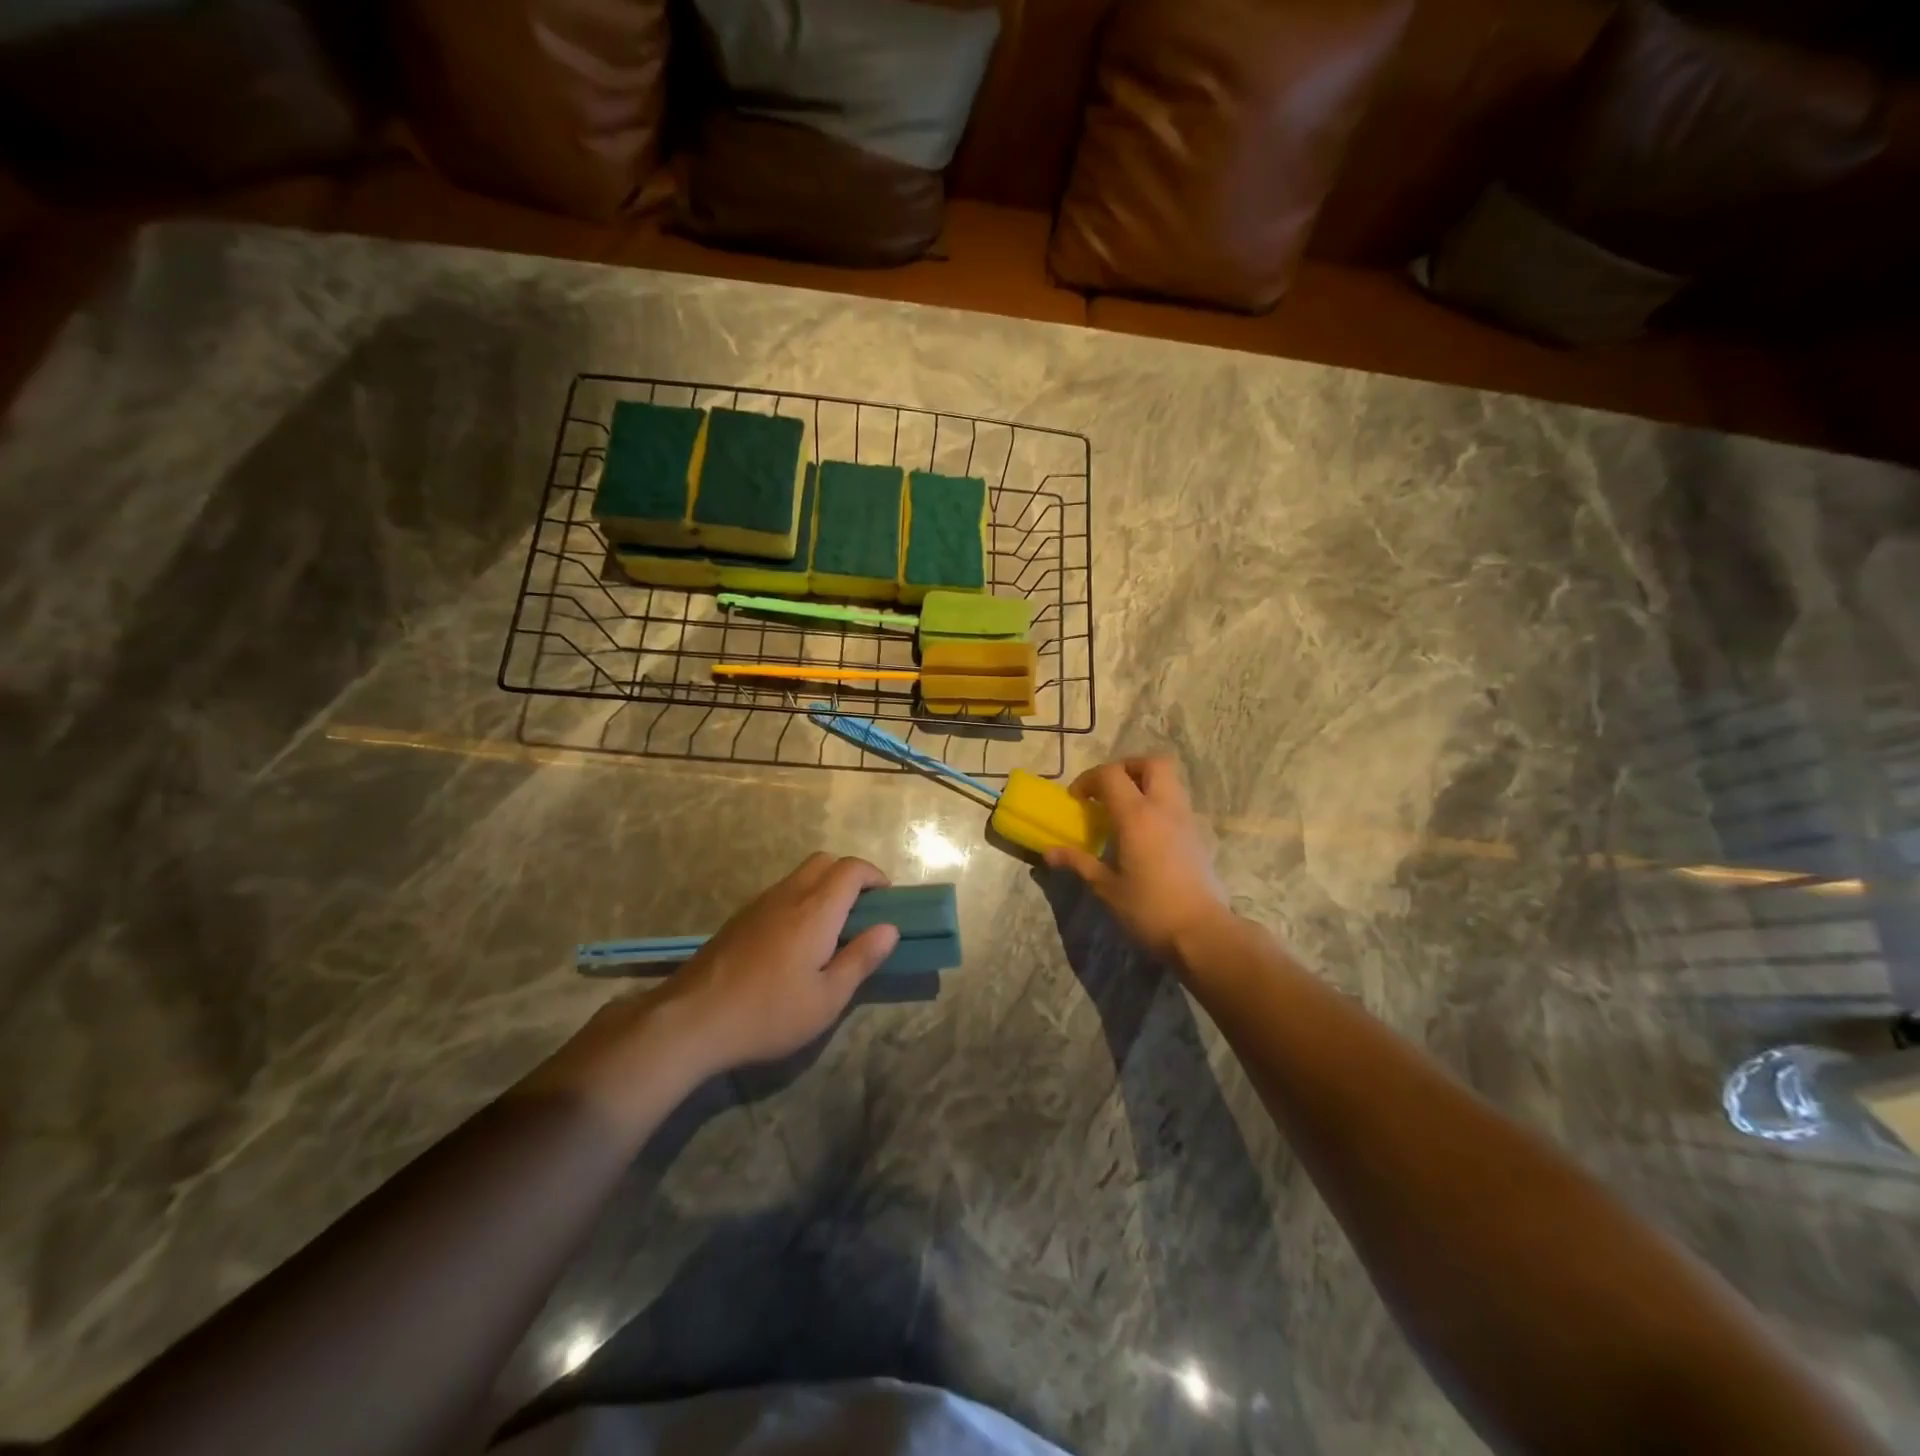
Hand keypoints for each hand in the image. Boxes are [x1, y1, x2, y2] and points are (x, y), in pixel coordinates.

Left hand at [659, 853, 898, 1076]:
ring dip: (823, 887)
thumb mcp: (827, 998)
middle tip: (861, 910)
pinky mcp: (739, 919)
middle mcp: (788, 895)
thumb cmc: (768, 1013)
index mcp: (815, 910)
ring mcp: (759, 904)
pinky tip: (795, 942)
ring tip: (831, 929)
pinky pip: (780, 893)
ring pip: (799, 876)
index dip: (874, 876)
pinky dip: (800, 900)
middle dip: (849, 875)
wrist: (691, 1020)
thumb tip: (890, 929)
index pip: (851, 869)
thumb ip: (861, 959)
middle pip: (824, 861)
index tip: (887, 900)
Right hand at [1044, 755, 1230, 961]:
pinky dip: (1159, 805)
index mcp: (1136, 816)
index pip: (1111, 774)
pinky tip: (1147, 834)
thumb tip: (1050, 853)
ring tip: (1126, 810)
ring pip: (1170, 780)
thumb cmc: (1149, 909)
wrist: (1203, 933)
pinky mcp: (1199, 836)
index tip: (1077, 800)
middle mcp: (1164, 808)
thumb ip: (1079, 863)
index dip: (1089, 779)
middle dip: (1127, 767)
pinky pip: (1178, 803)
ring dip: (1146, 783)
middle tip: (1109, 790)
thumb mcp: (1106, 888)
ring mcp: (1186, 819)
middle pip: (1153, 762)